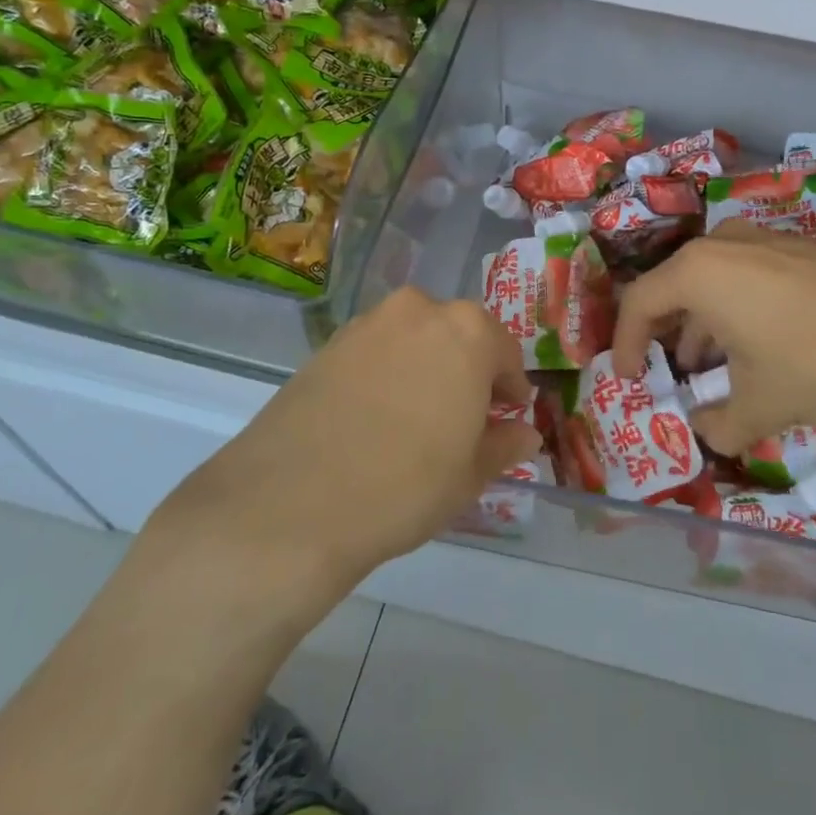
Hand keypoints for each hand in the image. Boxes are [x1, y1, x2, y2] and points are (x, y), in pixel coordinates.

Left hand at [151, 288, 537, 593]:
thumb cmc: (406, 485)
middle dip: (467, 370)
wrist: (291, 503)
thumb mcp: (470, 474)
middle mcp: (418, 311)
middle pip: (457, 335)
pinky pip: (374, 352)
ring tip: (417, 418)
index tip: (508, 415)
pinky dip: (385, 374)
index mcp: (467, 331)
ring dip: (425, 367)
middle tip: (465, 417)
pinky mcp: (325, 346)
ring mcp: (366, 324)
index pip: (504, 351)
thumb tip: (524, 433)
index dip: (510, 386)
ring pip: (413, 340)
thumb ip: (504, 445)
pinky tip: (375, 418)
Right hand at [611, 222, 815, 454]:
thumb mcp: (762, 406)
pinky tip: (757, 347)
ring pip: (710, 283)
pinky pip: (742, 277)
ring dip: (702, 327)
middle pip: (672, 289)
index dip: (625, 345)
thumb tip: (704, 431)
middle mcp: (721, 245)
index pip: (638, 304)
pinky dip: (733, 311)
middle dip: (666, 337)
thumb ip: (719, 426)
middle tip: (669, 375)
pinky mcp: (793, 247)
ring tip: (714, 370)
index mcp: (698, 273)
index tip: (631, 380)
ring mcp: (760, 240)